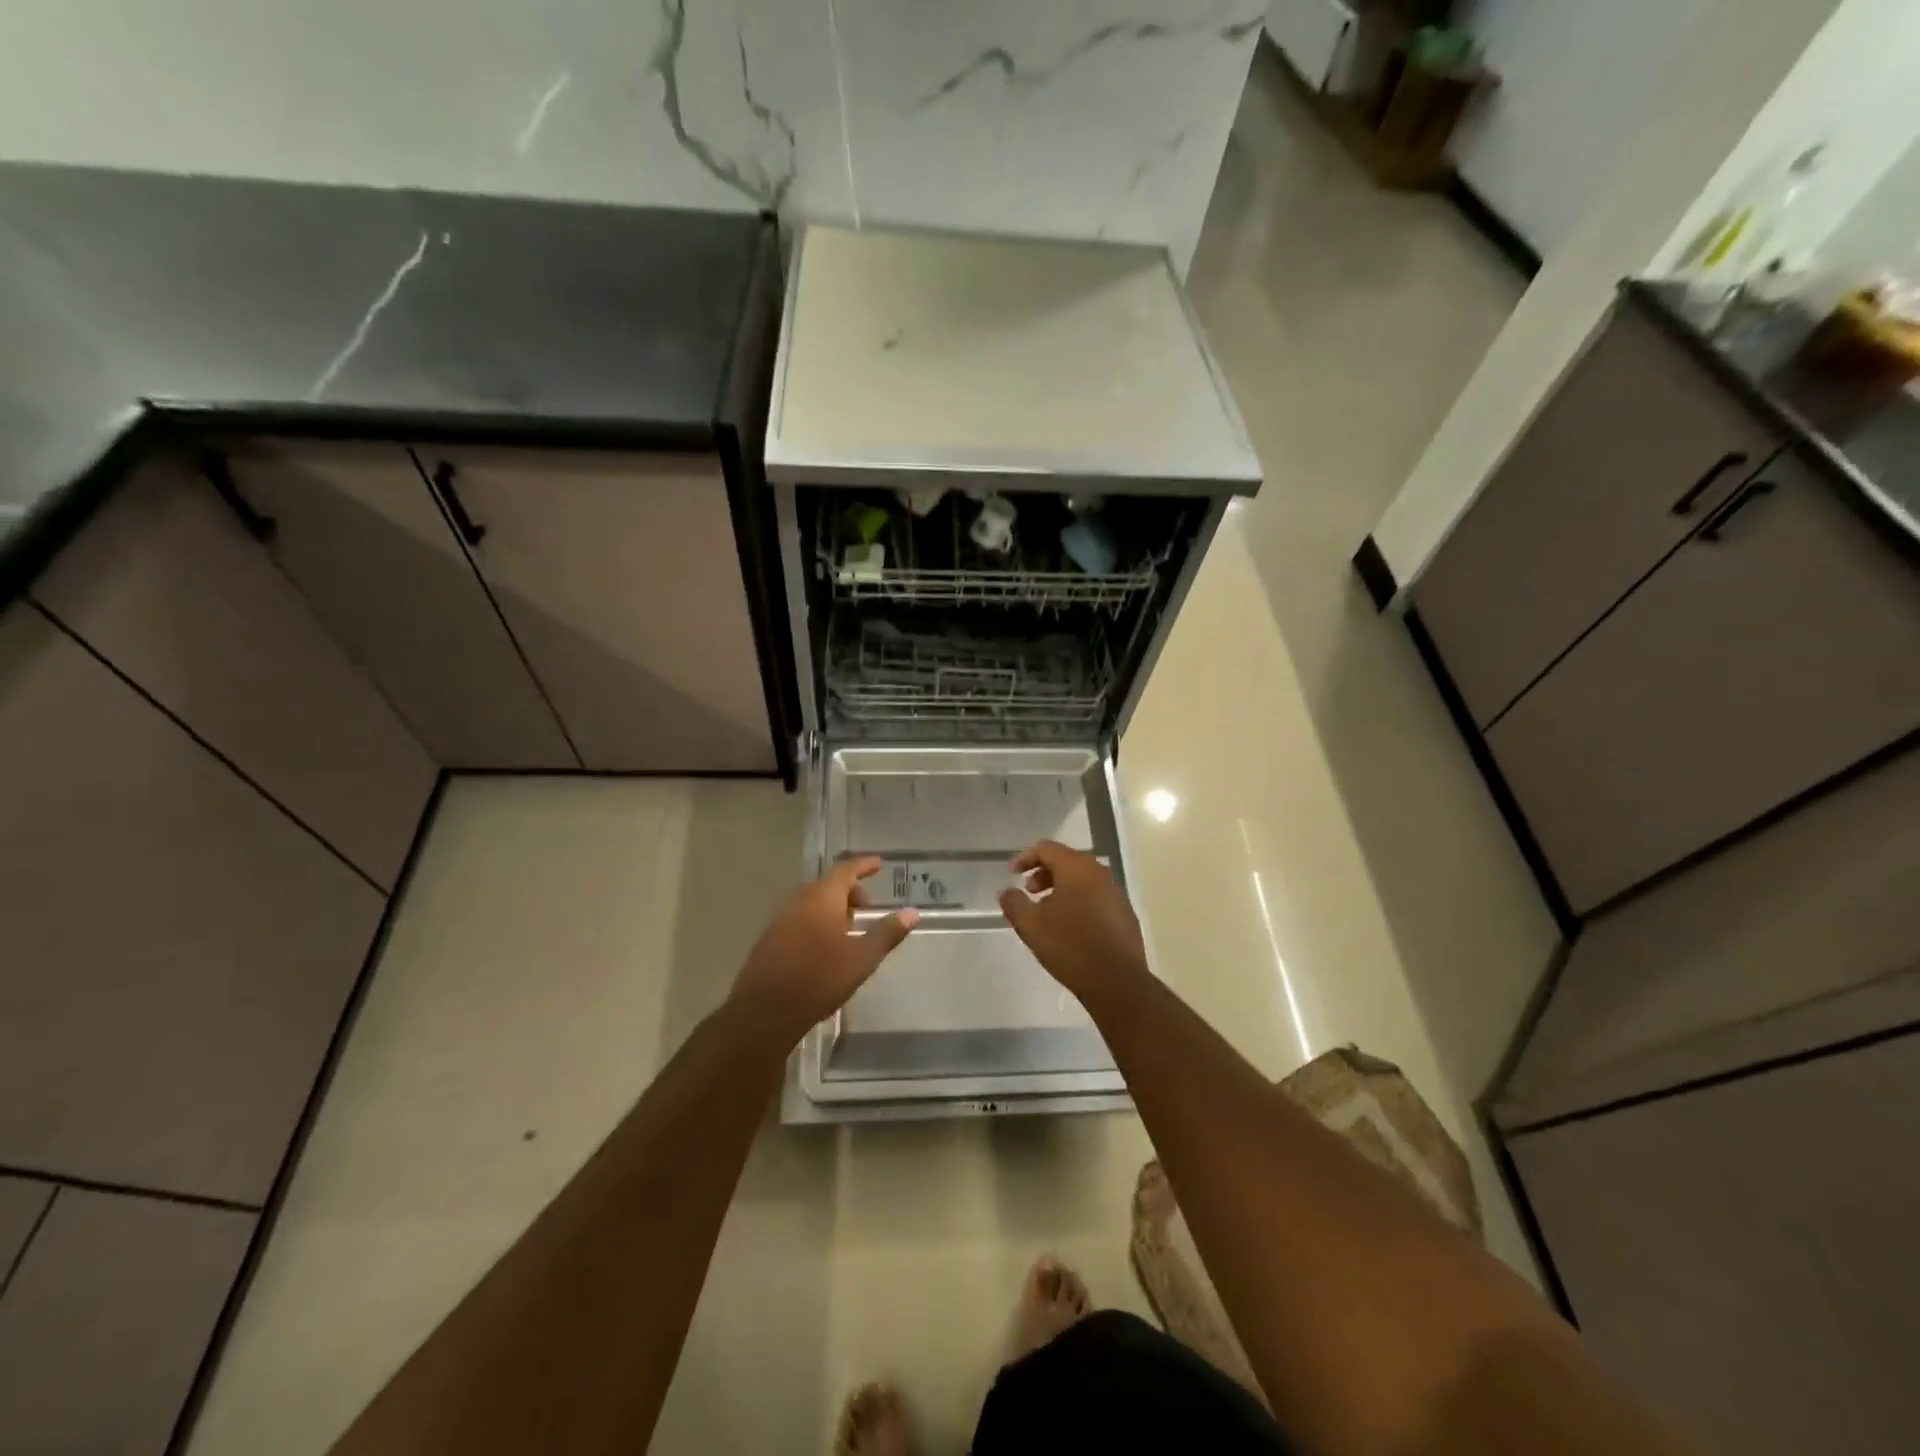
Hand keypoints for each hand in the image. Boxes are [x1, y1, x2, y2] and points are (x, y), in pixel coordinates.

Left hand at [730, 857, 917, 1045]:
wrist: (765, 1012)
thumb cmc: (819, 979)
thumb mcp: (862, 958)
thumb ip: (887, 933)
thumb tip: (912, 912)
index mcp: (821, 898)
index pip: (845, 870)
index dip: (863, 865)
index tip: (878, 864)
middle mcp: (798, 902)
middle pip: (827, 885)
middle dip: (849, 891)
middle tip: (867, 907)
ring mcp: (780, 920)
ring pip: (811, 903)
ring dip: (832, 908)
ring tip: (849, 930)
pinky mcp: (769, 940)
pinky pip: (798, 919)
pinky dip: (816, 922)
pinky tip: (824, 947)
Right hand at [998, 840, 1148, 1002]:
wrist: (1117, 981)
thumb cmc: (1070, 946)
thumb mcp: (1031, 925)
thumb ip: (1014, 903)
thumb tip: (1006, 892)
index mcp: (1077, 869)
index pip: (1047, 849)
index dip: (1025, 857)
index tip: (1011, 873)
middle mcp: (1099, 874)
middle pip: (1067, 861)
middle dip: (1043, 873)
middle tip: (1029, 892)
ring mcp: (1116, 894)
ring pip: (1083, 880)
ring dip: (1061, 888)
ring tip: (1047, 911)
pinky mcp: (1124, 914)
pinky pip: (1096, 897)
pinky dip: (1078, 901)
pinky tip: (1070, 927)